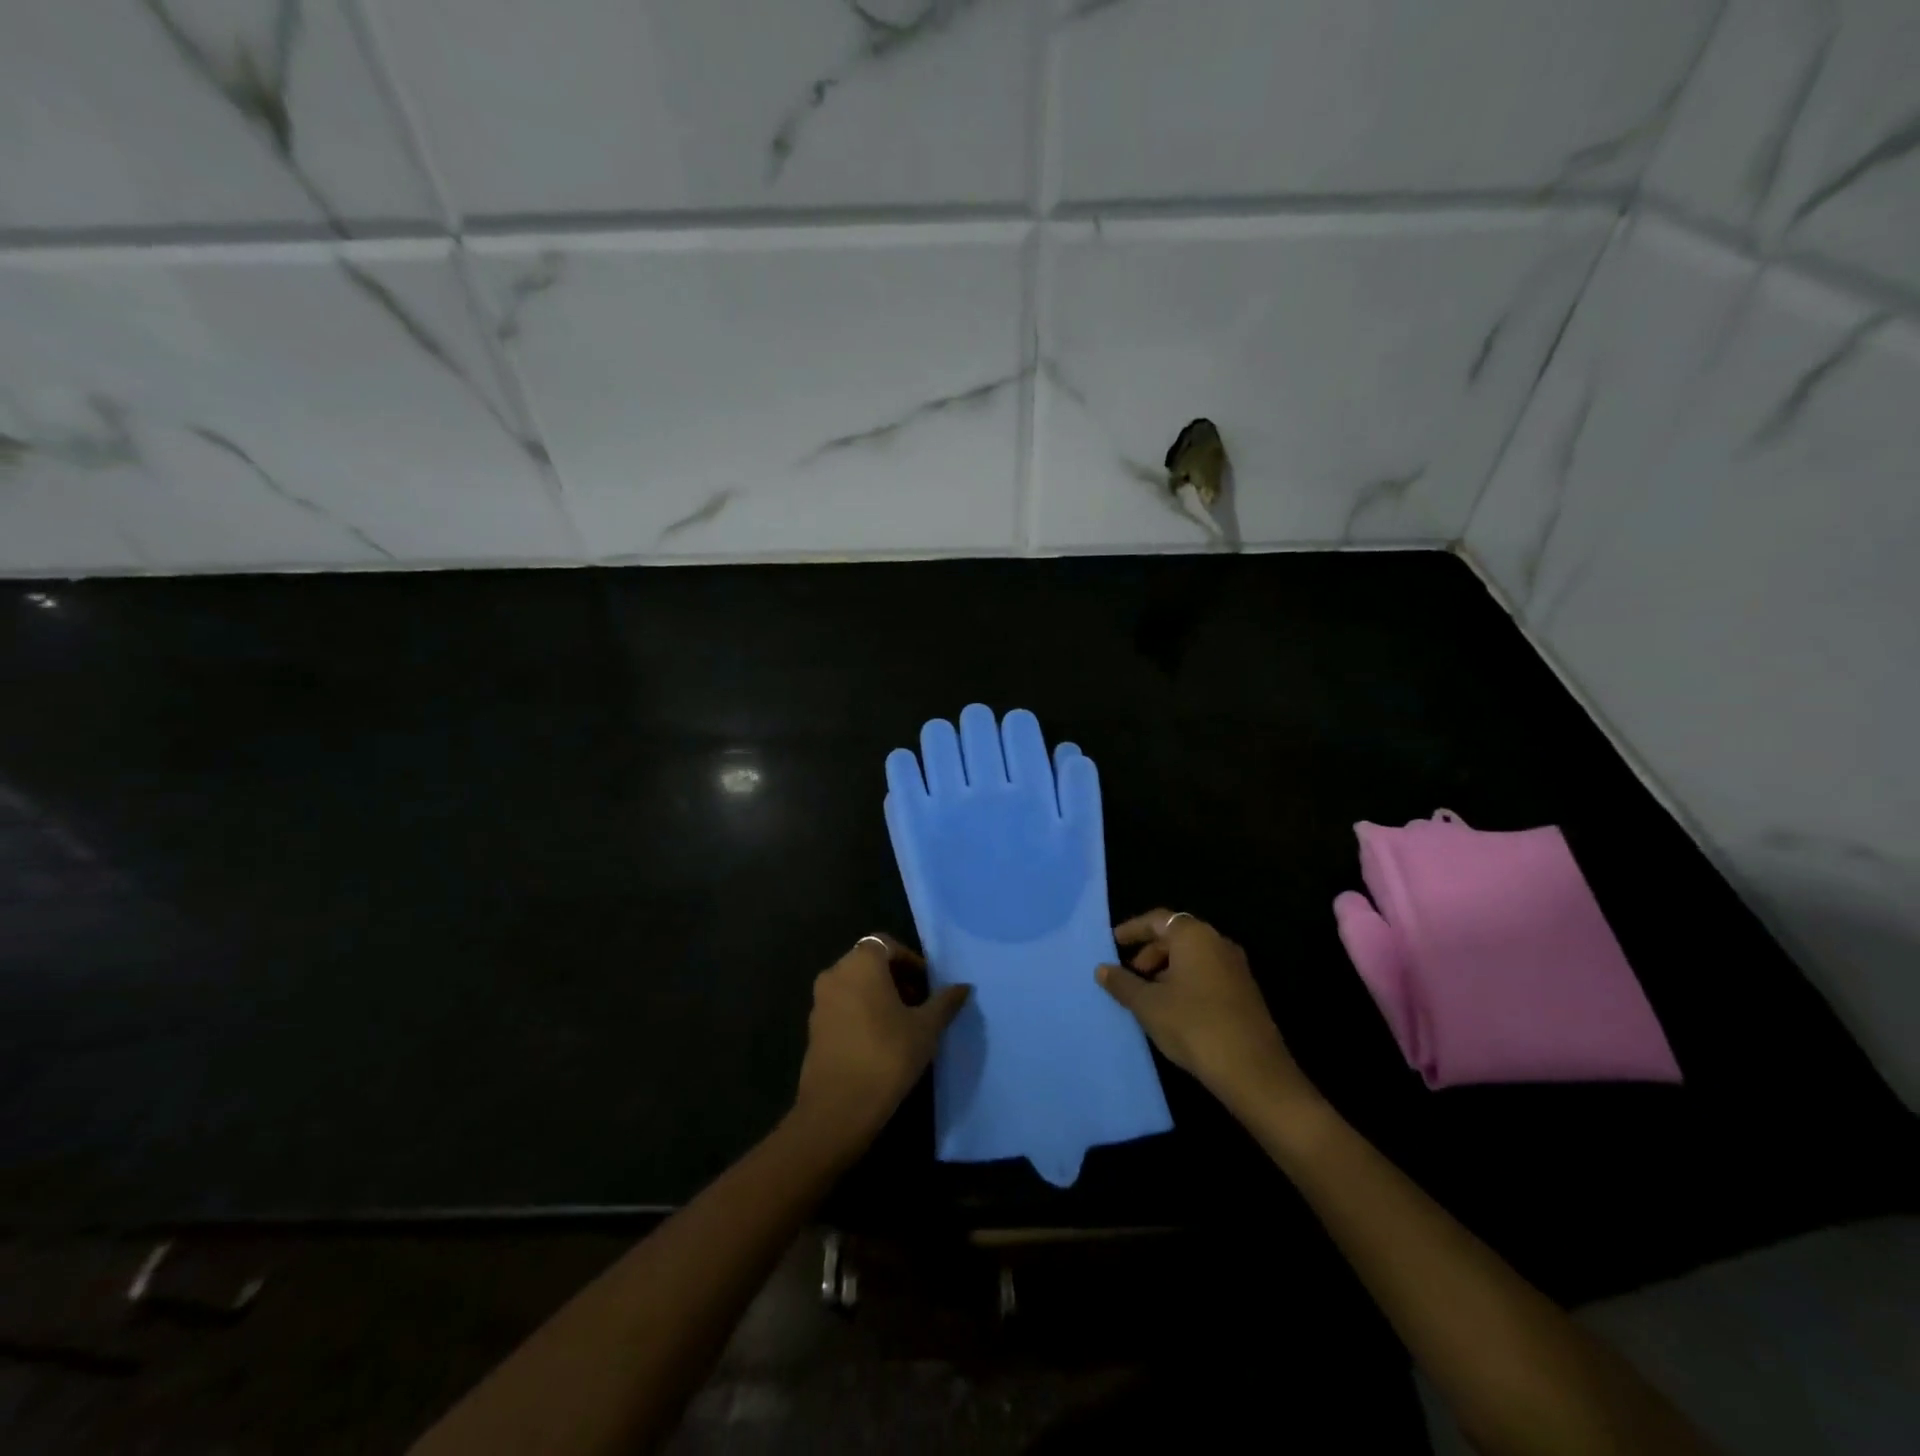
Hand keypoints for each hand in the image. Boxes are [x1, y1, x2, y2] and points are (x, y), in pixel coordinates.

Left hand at [792, 933, 969, 1153]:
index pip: (887, 944)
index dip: (910, 961)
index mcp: (861, 963)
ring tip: (904, 1024)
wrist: (838, 1108)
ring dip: (879, 995)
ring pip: (855, 985)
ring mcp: (820, 1001)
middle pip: (869, 962)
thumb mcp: (926, 1028)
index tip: (928, 985)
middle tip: (920, 1004)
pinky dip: (862, 1012)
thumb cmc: (887, 1055)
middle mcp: (835, 973)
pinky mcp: (813, 1028)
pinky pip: (843, 1006)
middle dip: (896, 978)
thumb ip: (945, 1002)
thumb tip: (964, 987)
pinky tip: (881, 1041)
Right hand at [1097, 910, 1315, 1113]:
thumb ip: (1122, 983)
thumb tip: (1102, 969)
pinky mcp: (1245, 992)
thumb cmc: (1193, 1025)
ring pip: (1193, 957)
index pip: (1157, 919)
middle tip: (1130, 975)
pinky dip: (1185, 982)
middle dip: (1149, 952)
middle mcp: (1218, 943)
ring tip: (1148, 997)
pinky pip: (1207, 975)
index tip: (1114, 942)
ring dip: (1167, 970)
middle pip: (1176, 936)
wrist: (1253, 1071)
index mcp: (1194, 936)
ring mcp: (1236, 968)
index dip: (1133, 929)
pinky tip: (1174, 1010)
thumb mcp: (1148, 1005)